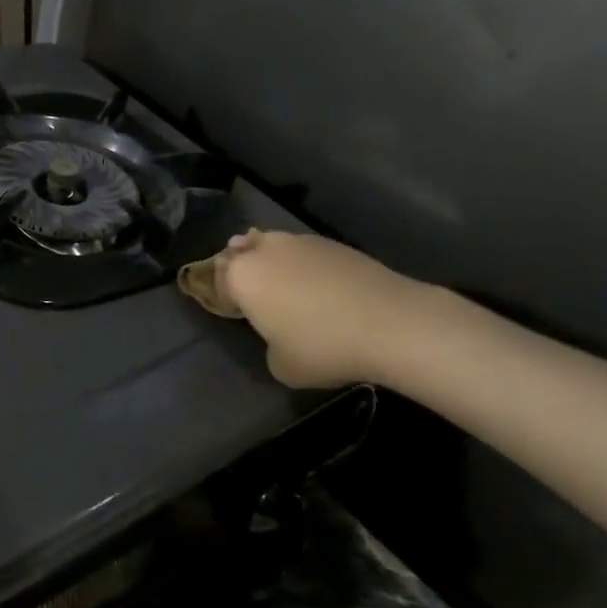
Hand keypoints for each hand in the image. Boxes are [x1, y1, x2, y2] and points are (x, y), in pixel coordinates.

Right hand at [214, 230, 433, 388]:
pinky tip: (318, 287)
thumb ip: (268, 344)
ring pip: (272, 245)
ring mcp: (300, 241)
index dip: (222, 295)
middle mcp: (265, 250)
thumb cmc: (322, 347)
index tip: (232, 311)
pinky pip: (304, 251)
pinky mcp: (333, 243)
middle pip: (241, 252)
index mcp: (242, 277)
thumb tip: (280, 334)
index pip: (217, 279)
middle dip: (241, 267)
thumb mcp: (281, 365)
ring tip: (285, 287)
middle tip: (253, 292)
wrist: (389, 323)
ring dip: (272, 261)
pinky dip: (303, 264)